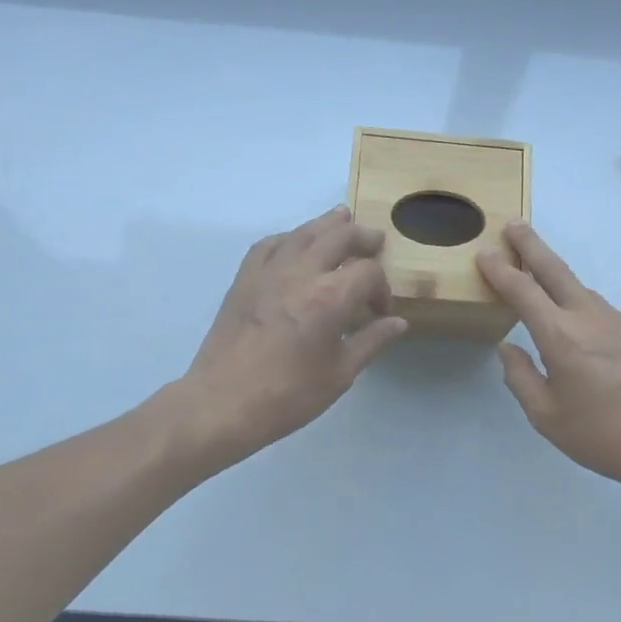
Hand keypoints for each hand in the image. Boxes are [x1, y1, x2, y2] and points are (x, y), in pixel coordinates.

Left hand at [178, 207, 407, 464]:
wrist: (222, 403)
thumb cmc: (288, 395)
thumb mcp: (340, 374)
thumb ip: (371, 342)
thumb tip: (398, 323)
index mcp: (331, 297)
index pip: (368, 272)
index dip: (382, 289)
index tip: (380, 313)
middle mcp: (301, 273)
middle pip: (339, 236)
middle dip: (362, 237)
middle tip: (375, 241)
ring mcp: (269, 272)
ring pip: (303, 233)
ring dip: (327, 224)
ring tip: (342, 218)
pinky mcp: (244, 279)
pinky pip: (269, 244)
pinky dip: (289, 237)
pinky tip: (295, 243)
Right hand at [478, 223, 620, 494]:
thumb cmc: (603, 436)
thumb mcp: (546, 417)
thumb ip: (521, 378)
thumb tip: (509, 349)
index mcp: (561, 337)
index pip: (523, 291)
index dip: (500, 271)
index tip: (485, 254)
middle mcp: (591, 318)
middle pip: (556, 270)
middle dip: (531, 245)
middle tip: (514, 225)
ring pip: (583, 292)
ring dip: (559, 280)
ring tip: (542, 282)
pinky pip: (605, 314)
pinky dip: (585, 311)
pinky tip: (585, 335)